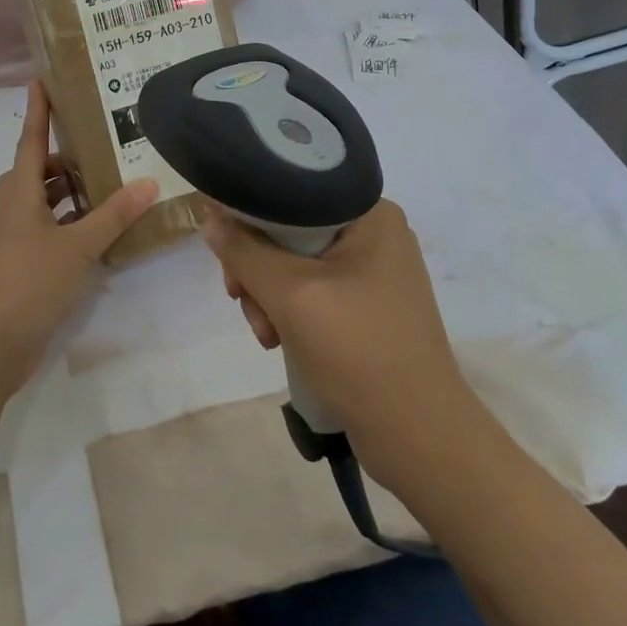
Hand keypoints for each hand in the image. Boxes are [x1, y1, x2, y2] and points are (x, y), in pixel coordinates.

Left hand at [0, 82, 157, 393]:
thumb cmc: (30, 282)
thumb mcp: (78, 246)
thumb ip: (113, 215)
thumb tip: (148, 182)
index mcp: (19, 194)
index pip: (29, 140)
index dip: (37, 110)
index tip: (41, 80)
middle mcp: (12, 209)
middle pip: (36, 171)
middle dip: (63, 158)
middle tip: (101, 148)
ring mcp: (13, 238)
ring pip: (41, 202)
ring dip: (68, 193)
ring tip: (107, 187)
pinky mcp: (20, 264)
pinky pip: (46, 229)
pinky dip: (68, 223)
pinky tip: (97, 232)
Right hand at [201, 200, 472, 478]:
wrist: (417, 434)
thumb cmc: (358, 350)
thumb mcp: (291, 294)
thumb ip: (244, 252)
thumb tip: (209, 217)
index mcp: (371, 214)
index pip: (293, 192)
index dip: (250, 215)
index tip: (225, 250)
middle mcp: (375, 234)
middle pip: (290, 231)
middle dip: (258, 268)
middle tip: (239, 298)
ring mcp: (373, 273)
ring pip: (296, 265)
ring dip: (268, 296)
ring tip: (265, 334)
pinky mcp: (368, 307)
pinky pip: (313, 292)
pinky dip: (289, 312)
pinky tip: (278, 341)